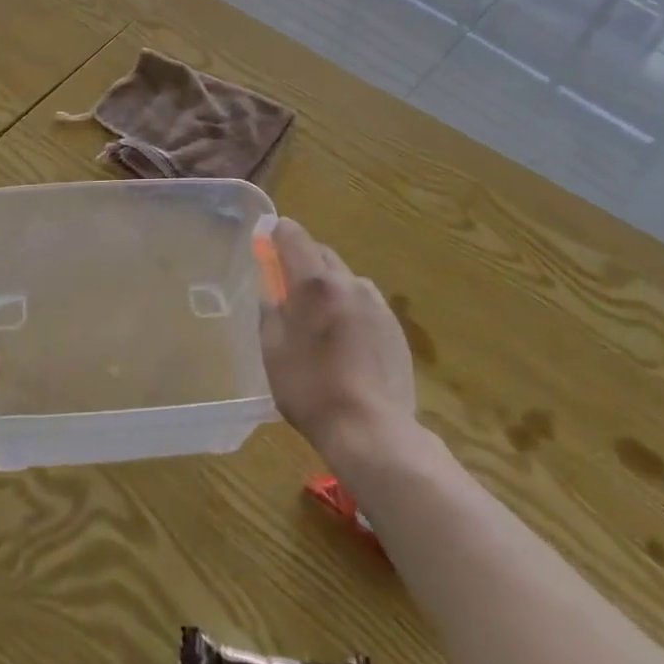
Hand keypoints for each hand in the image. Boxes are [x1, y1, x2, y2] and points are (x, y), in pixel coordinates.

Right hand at [259, 219, 415, 462]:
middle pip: (322, 254)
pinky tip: (346, 340)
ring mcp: (377, 304)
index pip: (294, 237)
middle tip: (288, 283)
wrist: (373, 430)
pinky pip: (365, 303)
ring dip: (330, 286)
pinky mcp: (395, 327)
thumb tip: (271, 290)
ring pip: (346, 279)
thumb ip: (270, 311)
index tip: (268, 237)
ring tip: (320, 318)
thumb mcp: (274, 351)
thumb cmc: (311, 390)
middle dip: (304, 260)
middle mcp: (349, 283)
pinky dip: (350, 308)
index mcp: (315, 284)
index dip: (278, 233)